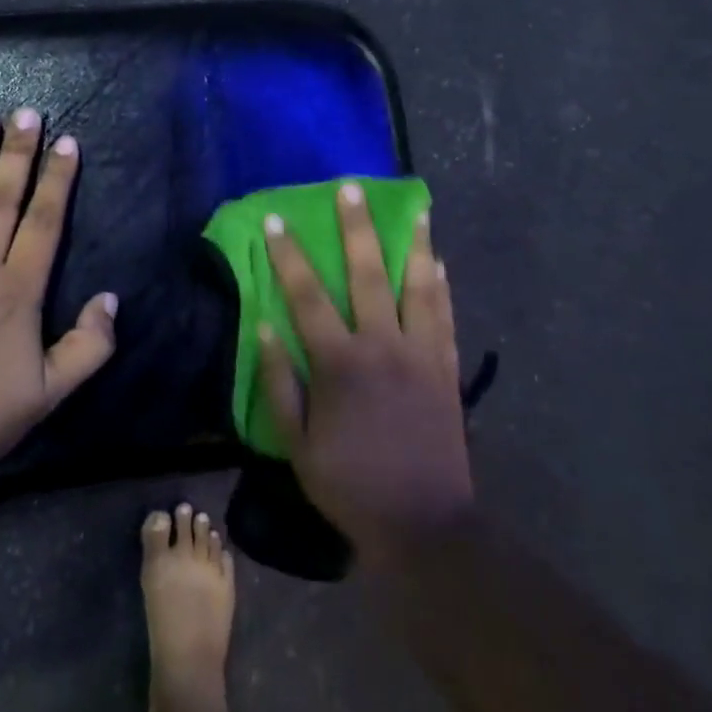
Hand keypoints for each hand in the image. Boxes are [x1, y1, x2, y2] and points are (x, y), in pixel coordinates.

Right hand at [259, 183, 473, 569]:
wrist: (422, 523)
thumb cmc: (349, 485)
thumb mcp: (297, 445)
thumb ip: (280, 383)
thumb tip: (266, 326)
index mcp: (339, 363)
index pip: (308, 296)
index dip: (289, 256)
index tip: (278, 221)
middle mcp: (382, 346)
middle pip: (367, 274)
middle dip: (355, 227)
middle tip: (350, 188)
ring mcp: (421, 354)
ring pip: (418, 286)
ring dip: (414, 244)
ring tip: (416, 208)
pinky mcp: (446, 369)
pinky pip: (445, 316)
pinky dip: (441, 285)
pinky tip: (439, 261)